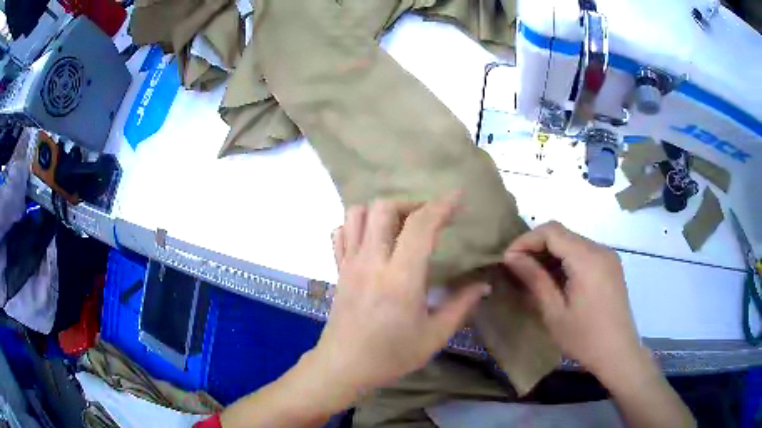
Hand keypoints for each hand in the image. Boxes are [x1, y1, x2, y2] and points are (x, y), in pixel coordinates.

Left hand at [313, 195, 490, 395]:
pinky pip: (341, 233)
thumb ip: (461, 306)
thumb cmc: (391, 355)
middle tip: (427, 220)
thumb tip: (483, 284)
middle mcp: (372, 261)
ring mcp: (349, 263)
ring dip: (381, 211)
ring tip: (399, 227)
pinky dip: (357, 226)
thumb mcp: (434, 336)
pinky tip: (372, 241)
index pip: (420, 226)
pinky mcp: (338, 270)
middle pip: (383, 208)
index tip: (457, 197)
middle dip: (410, 204)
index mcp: (400, 278)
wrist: (344, 367)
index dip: (441, 206)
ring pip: (357, 214)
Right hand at [502, 221, 642, 379]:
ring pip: (572, 242)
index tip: (508, 259)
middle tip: (517, 269)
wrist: (618, 353)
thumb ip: (534, 279)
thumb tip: (511, 257)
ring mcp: (608, 257)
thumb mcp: (554, 312)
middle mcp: (600, 249)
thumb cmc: (584, 338)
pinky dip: (565, 261)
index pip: (551, 231)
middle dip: (536, 246)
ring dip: (550, 254)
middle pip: (562, 234)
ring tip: (534, 276)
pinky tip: (556, 281)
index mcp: (587, 259)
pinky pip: (583, 253)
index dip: (526, 240)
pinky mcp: (610, 266)